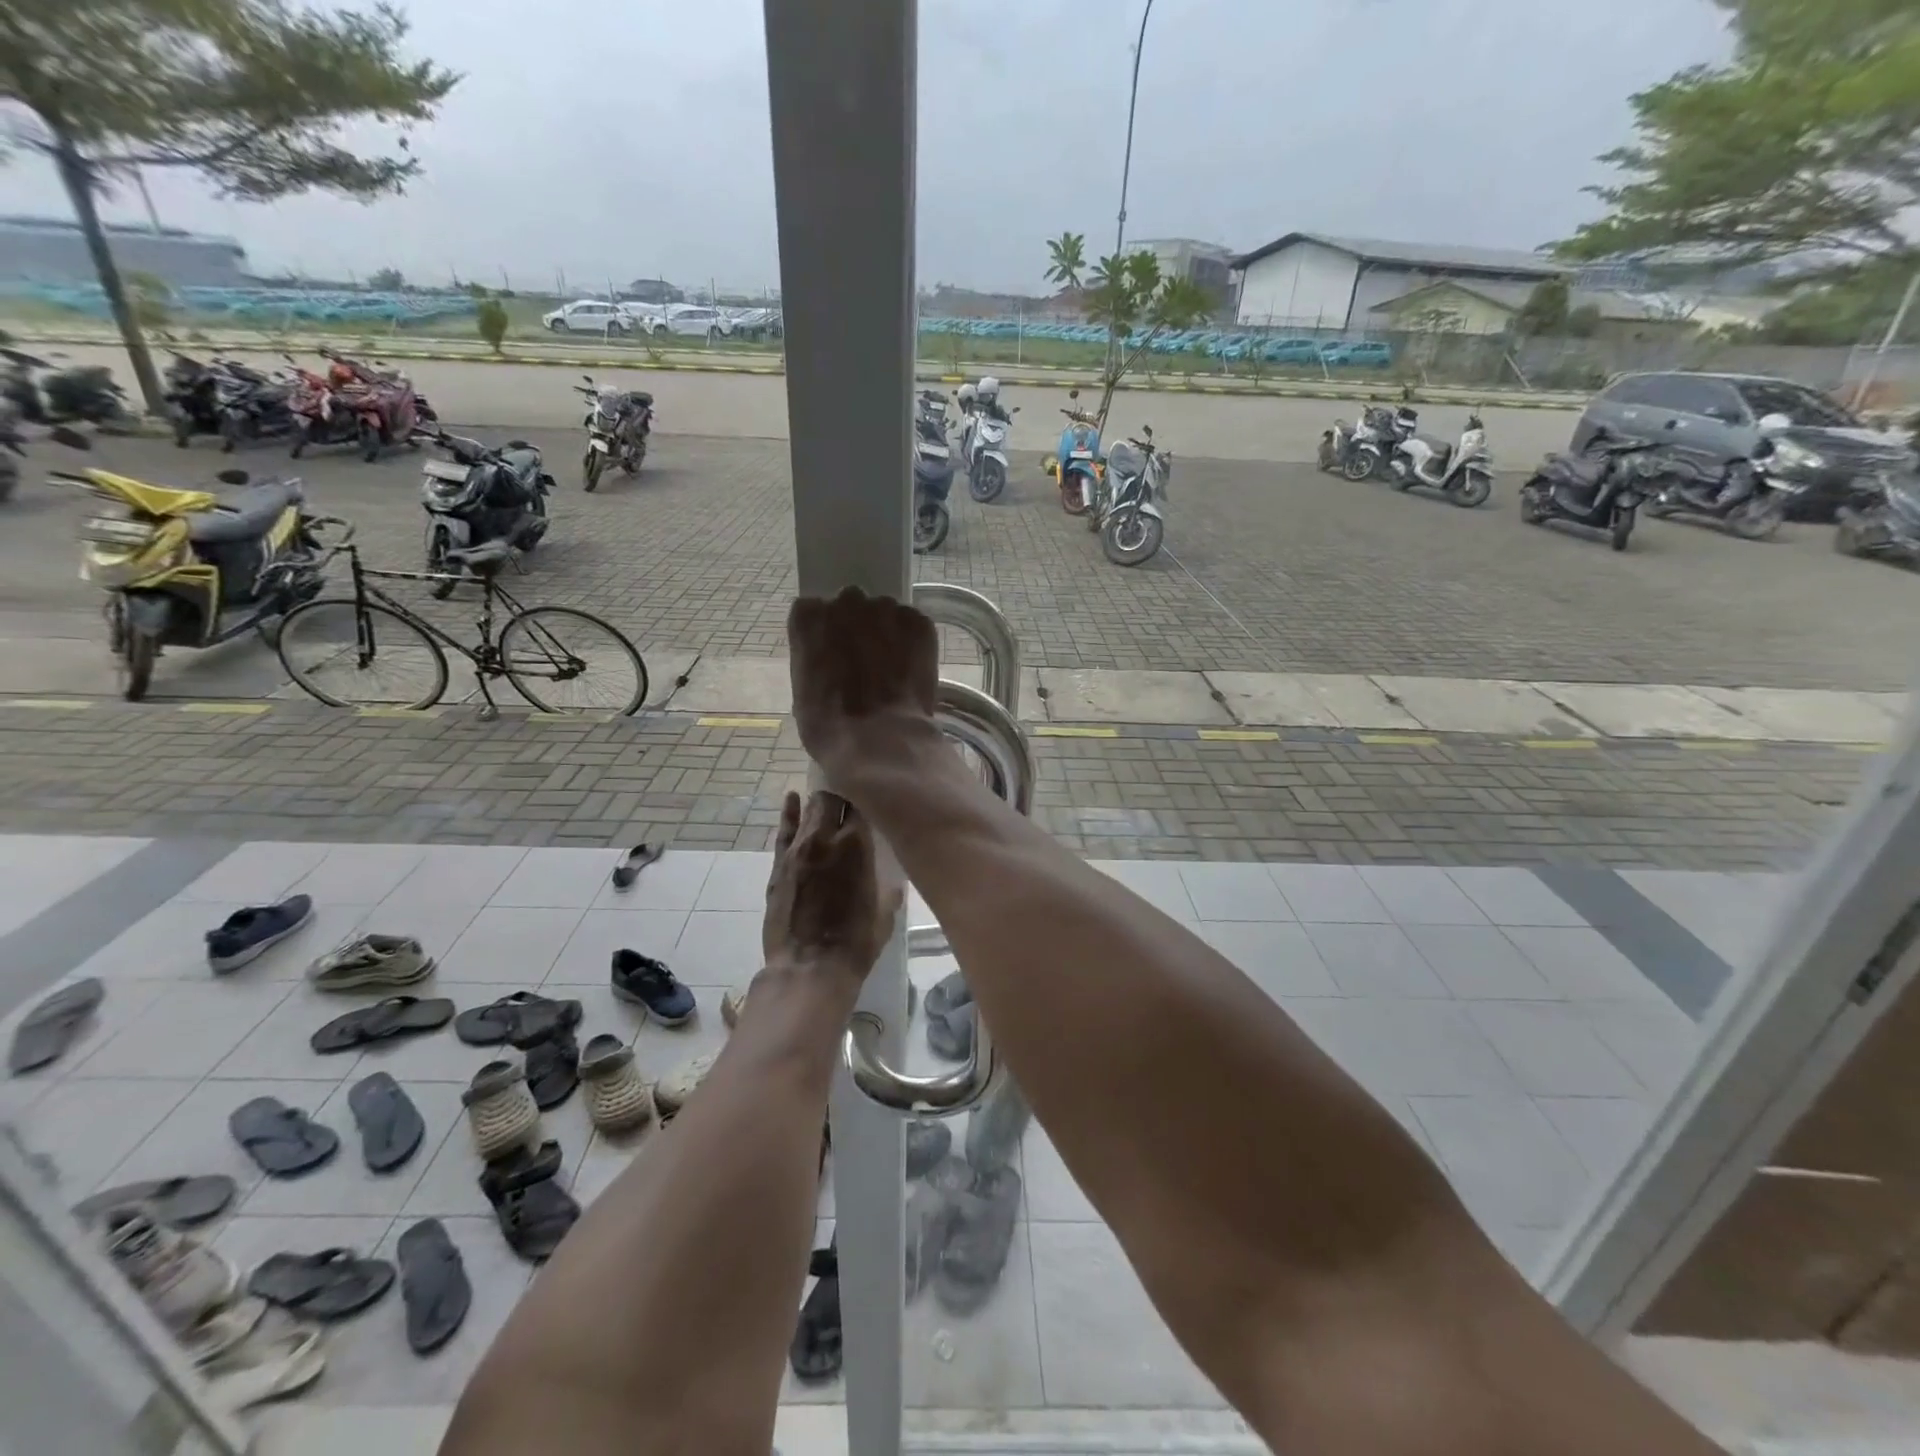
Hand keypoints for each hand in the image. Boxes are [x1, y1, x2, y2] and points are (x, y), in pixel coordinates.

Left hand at [763, 790, 900, 986]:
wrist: (809, 968)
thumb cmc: (856, 942)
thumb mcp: (887, 908)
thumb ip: (888, 878)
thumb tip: (890, 865)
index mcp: (857, 845)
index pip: (862, 804)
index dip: (867, 799)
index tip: (873, 800)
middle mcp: (826, 837)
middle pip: (832, 797)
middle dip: (842, 796)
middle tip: (850, 802)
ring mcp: (798, 848)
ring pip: (809, 808)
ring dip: (820, 804)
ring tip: (827, 802)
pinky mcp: (779, 863)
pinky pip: (784, 829)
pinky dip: (790, 812)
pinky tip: (792, 799)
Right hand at [786, 588, 937, 778]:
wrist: (879, 740)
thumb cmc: (829, 726)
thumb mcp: (803, 691)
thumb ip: (816, 660)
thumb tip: (831, 662)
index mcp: (809, 616)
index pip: (813, 611)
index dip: (825, 636)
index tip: (831, 655)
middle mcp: (846, 602)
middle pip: (851, 606)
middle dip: (856, 629)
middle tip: (863, 663)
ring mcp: (886, 610)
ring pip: (885, 614)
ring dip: (887, 634)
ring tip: (892, 670)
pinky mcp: (919, 624)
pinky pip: (914, 626)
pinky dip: (913, 644)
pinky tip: (911, 672)